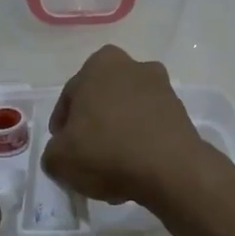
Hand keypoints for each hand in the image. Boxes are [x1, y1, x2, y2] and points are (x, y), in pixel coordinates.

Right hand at [41, 45, 207, 205]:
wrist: (170, 169)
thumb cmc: (107, 151)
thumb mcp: (59, 158)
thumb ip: (53, 151)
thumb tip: (62, 152)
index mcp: (100, 64)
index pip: (70, 96)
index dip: (62, 126)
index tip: (62, 148)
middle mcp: (133, 66)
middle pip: (102, 102)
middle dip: (93, 127)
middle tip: (85, 157)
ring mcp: (162, 88)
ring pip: (127, 114)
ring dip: (117, 136)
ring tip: (110, 171)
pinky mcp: (181, 113)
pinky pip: (150, 128)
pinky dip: (140, 144)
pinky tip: (133, 171)